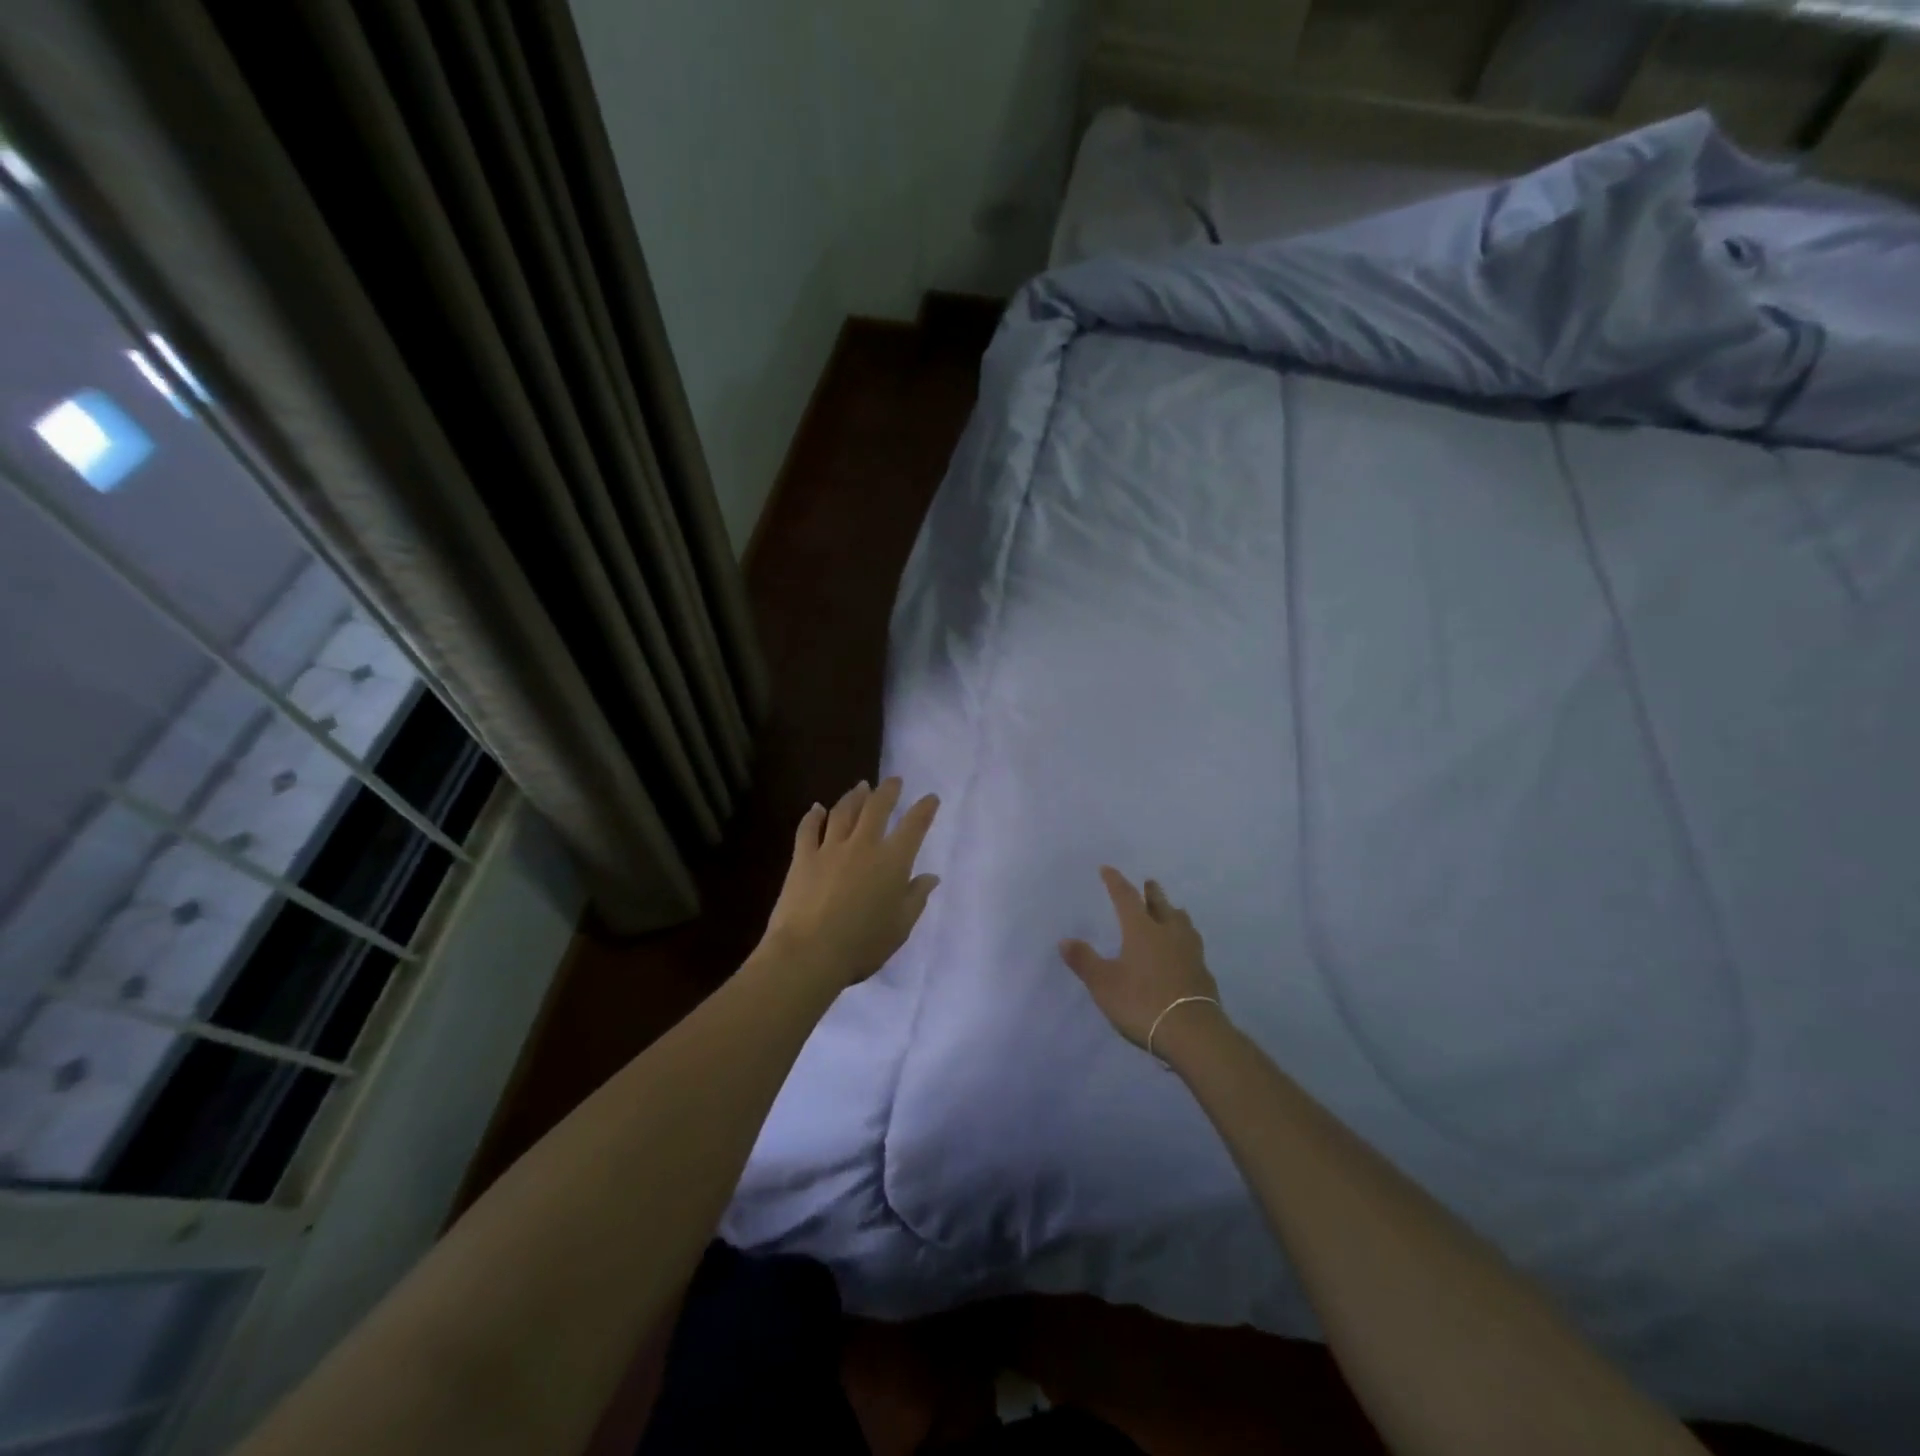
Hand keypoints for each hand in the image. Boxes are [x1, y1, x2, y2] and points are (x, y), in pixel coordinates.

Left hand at [763, 778, 940, 993]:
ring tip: (861, 787)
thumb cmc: (863, 944)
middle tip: (893, 780)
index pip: (914, 826)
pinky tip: (817, 808)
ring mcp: (830, 848)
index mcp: (893, 861)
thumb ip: (916, 898)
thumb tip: (930, 877)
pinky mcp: (803, 858)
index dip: (924, 809)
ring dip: (854, 797)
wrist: (809, 952)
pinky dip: (813, 816)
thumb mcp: (900, 927)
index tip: (931, 798)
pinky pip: (808, 829)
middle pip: (877, 808)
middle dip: (888, 791)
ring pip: (843, 812)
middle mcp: (864, 845)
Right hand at [1060, 867, 1221, 1050]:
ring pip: (1182, 922)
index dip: (1115, 882)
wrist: (1192, 1032)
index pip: (1126, 897)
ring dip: (1173, 913)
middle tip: (1149, 883)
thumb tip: (1064, 940)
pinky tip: (1184, 949)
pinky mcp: (1203, 972)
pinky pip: (1192, 945)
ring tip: (1171, 911)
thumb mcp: (1104, 984)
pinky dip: (1184, 939)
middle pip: (1160, 905)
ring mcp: (1190, 951)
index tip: (1108, 869)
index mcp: (1141, 929)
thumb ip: (1084, 961)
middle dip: (1152, 893)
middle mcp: (1168, 933)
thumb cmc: (1142, 1002)